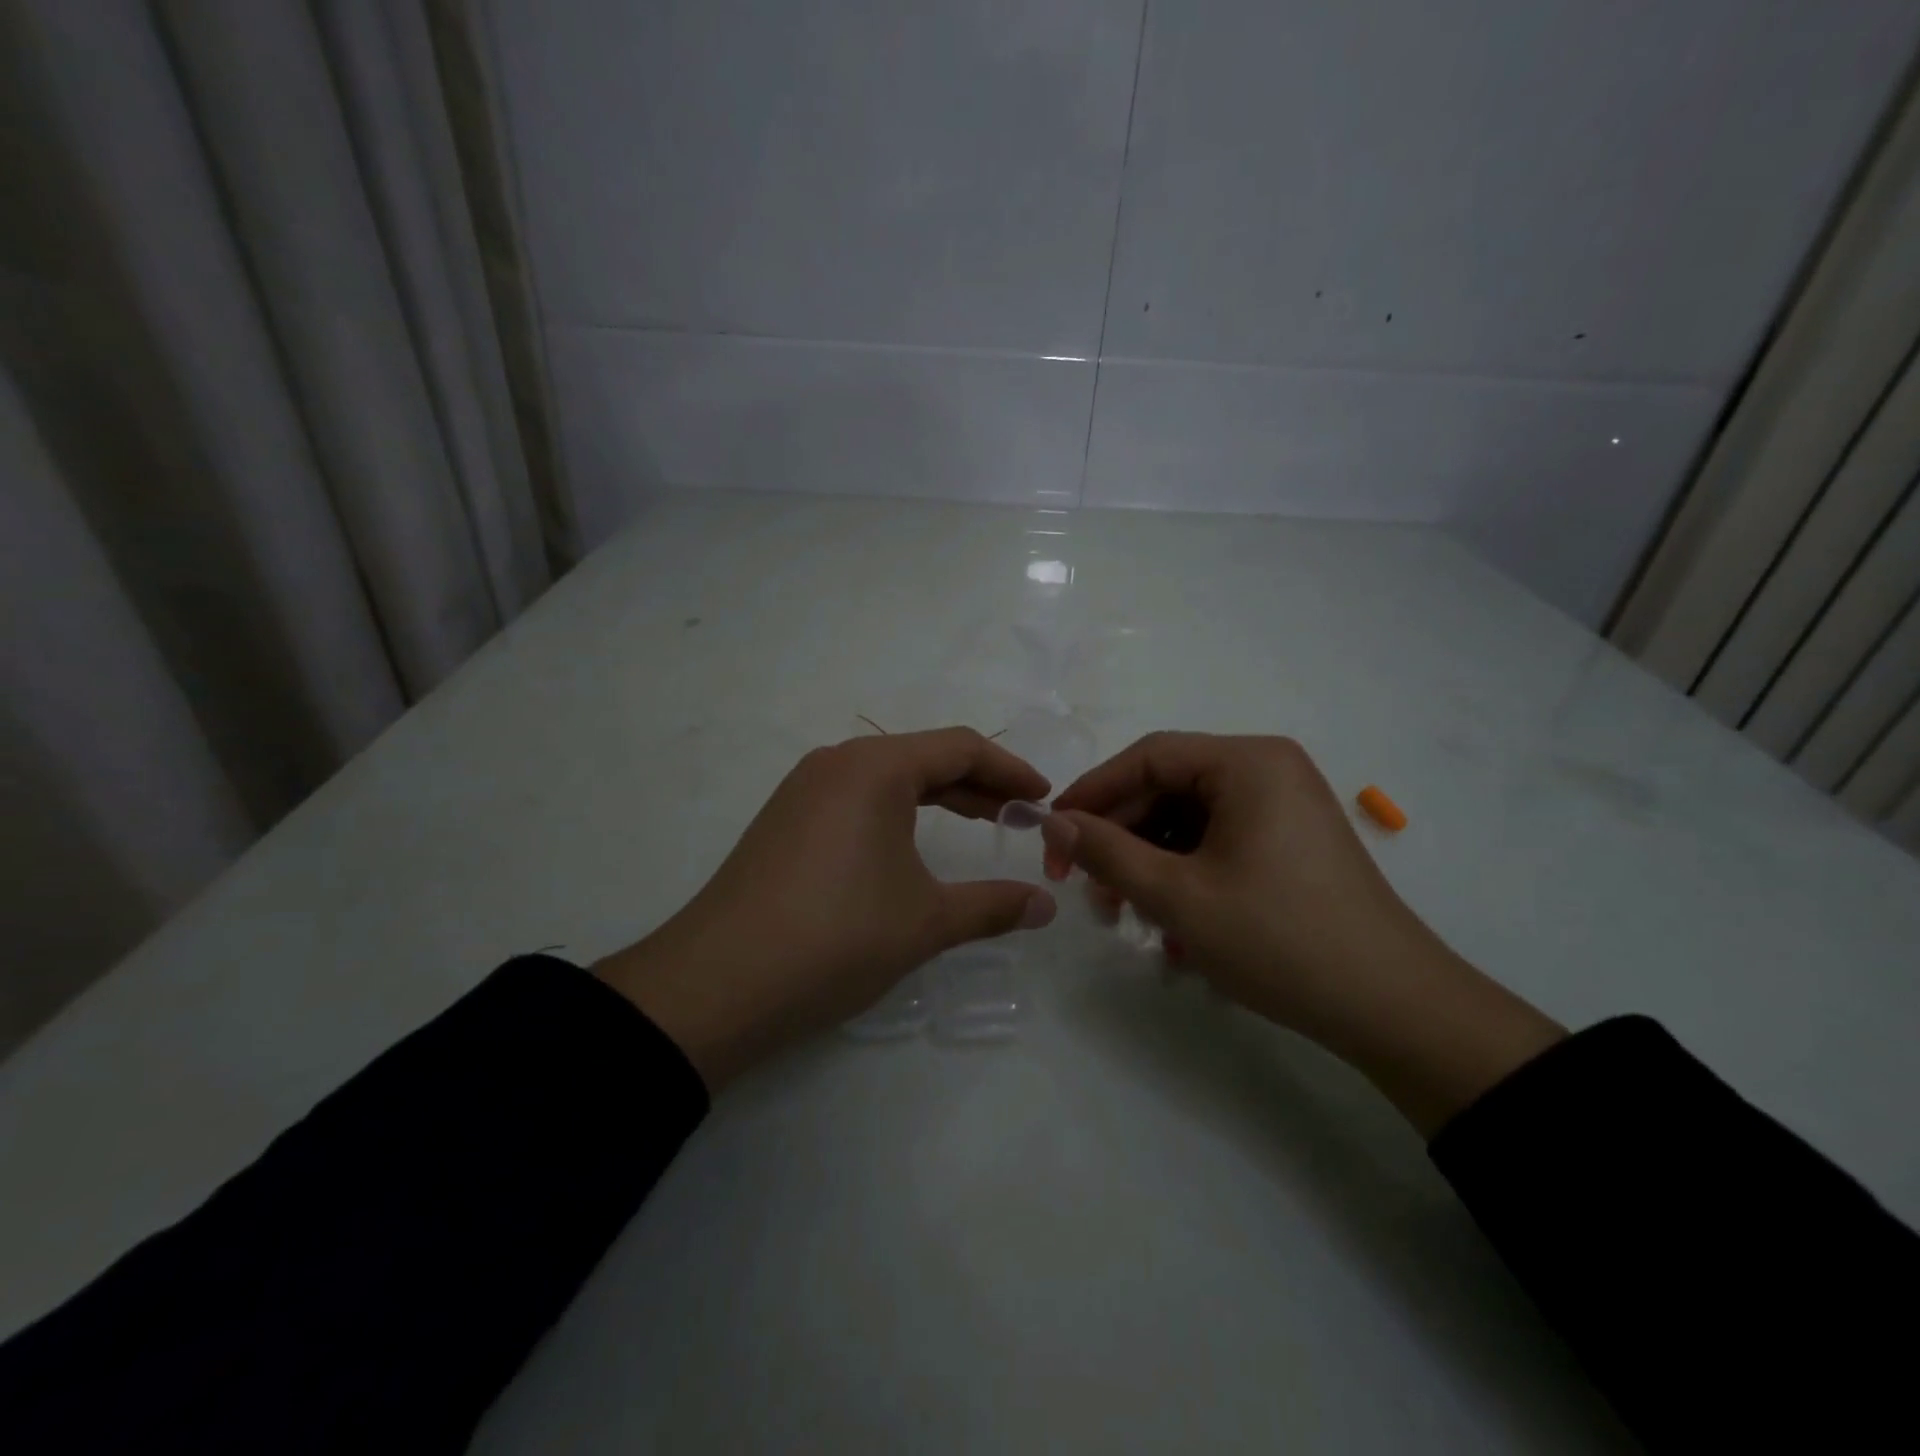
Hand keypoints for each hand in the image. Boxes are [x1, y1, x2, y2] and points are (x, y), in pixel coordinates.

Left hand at [596, 728, 1056, 1089]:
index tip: (1043, 798)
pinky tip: (910, 848)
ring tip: (976, 826)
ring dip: (938, 797)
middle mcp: (836, 763)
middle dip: (978, 783)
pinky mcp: (784, 821)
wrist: (717, 985)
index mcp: (874, 767)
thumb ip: (993, 905)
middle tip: (1019, 816)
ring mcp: (803, 790)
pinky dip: (898, 813)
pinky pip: (857, 799)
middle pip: (924, 756)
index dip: (1010, 771)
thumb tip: (1045, 905)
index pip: (960, 748)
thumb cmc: (836, 937)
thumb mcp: (925, 921)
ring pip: (888, 778)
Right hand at [1043, 733, 1562, 1132]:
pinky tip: (1169, 923)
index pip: (1147, 757)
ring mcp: (1283, 806)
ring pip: (1189, 820)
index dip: (1092, 793)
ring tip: (1124, 915)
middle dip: (1120, 838)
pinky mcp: (1290, 843)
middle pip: (1167, 788)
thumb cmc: (1278, 939)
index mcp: (1247, 762)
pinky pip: (1218, 842)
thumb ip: (1107, 852)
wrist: (1392, 1009)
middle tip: (1085, 888)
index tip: (1052, 835)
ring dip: (1148, 862)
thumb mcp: (1177, 896)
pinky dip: (1184, 874)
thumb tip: (1054, 824)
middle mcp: (1267, 770)